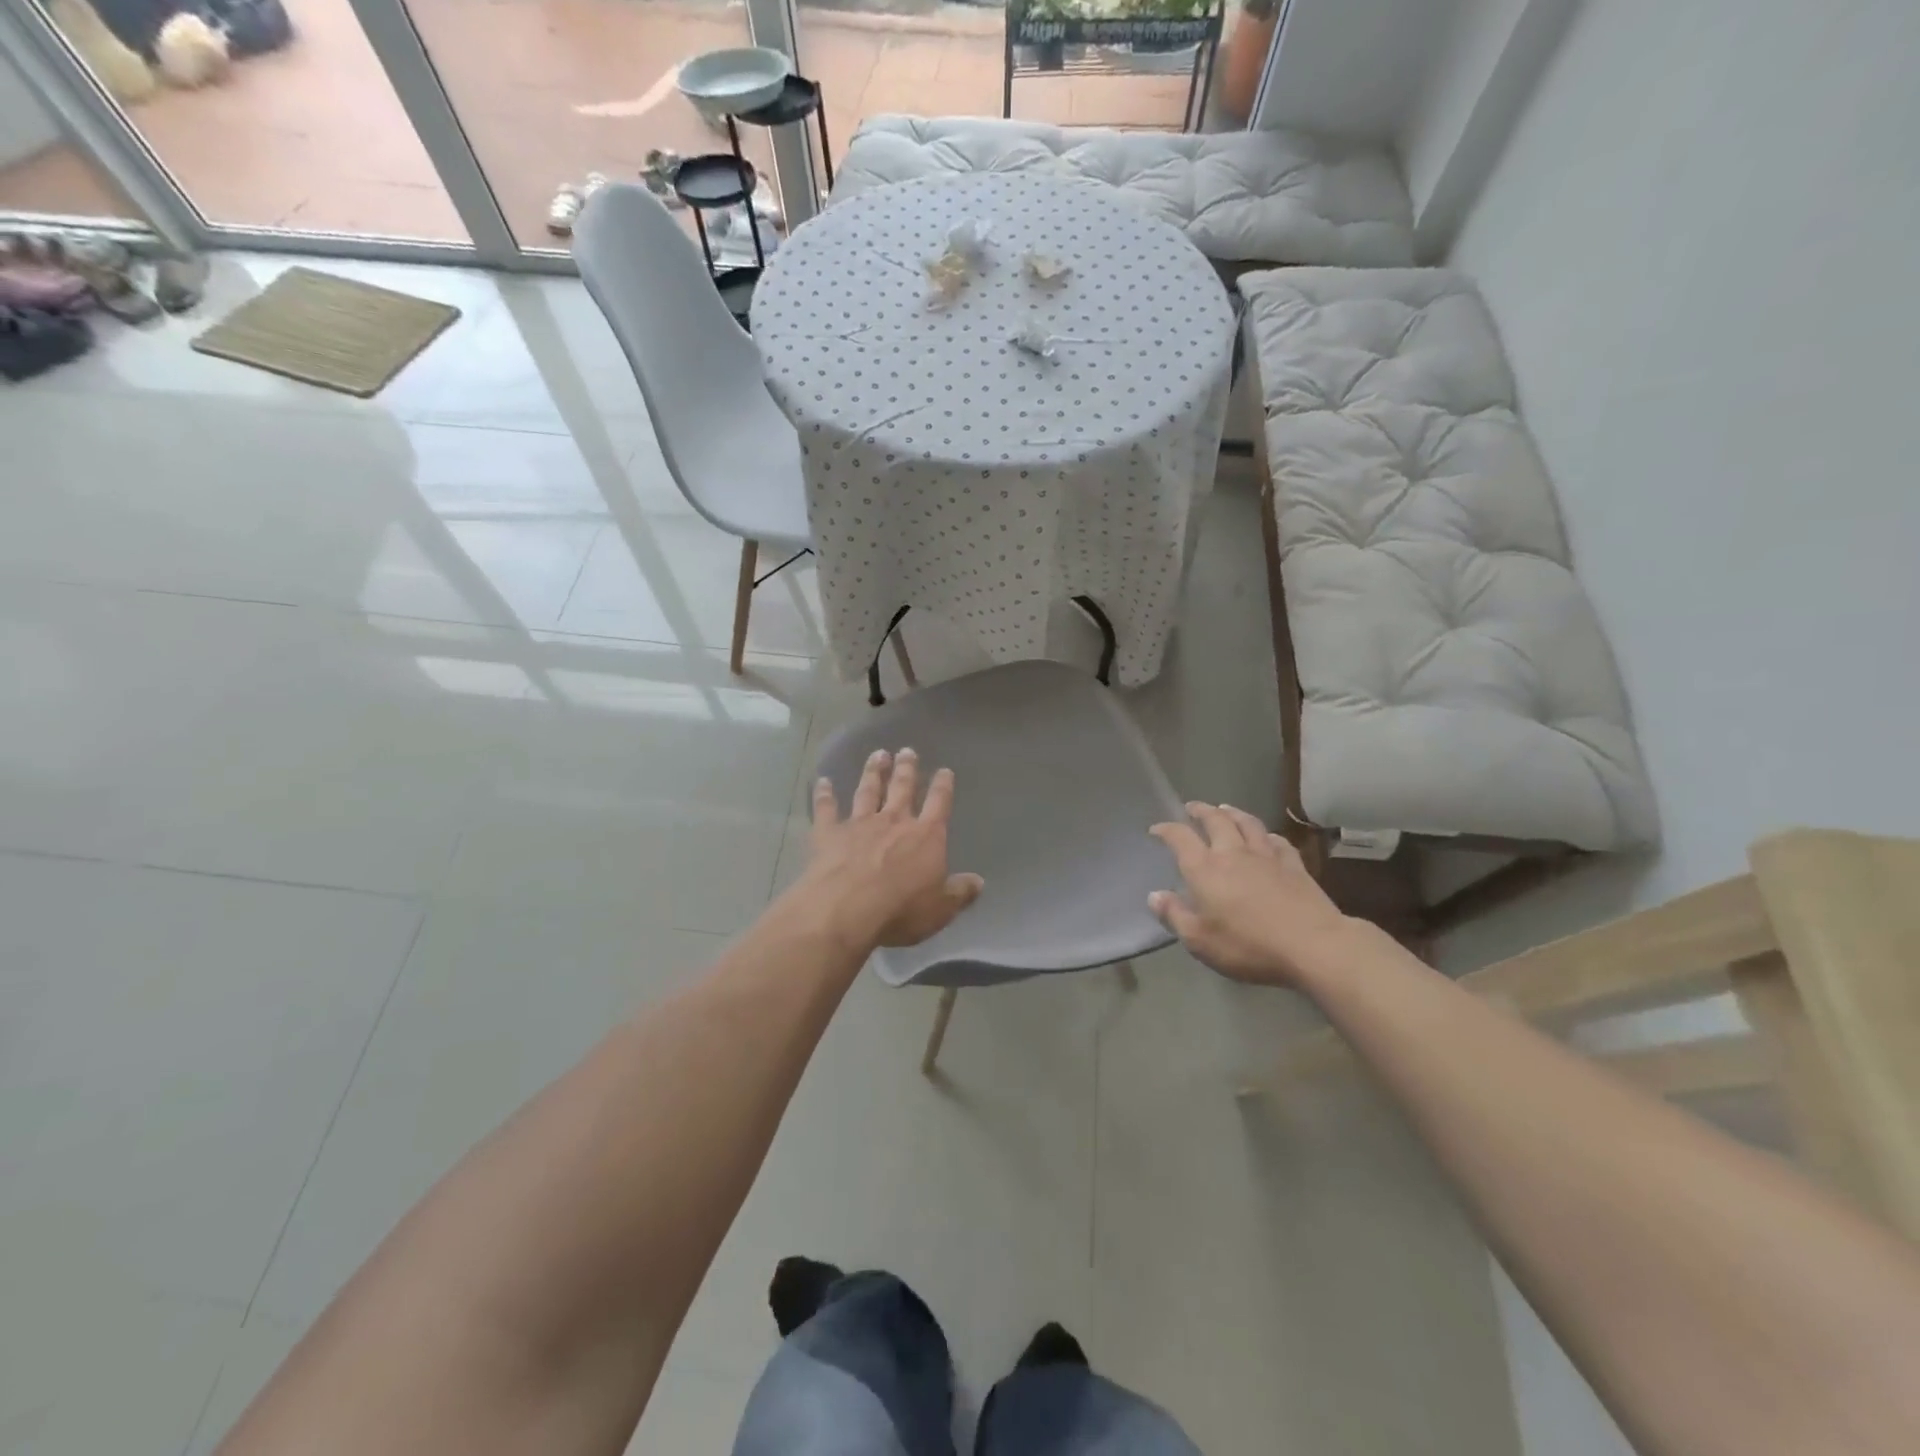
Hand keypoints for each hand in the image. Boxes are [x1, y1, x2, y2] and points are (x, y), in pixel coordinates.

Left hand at [797, 748, 983, 951]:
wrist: (846, 909)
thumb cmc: (901, 910)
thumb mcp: (941, 908)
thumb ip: (960, 892)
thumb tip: (978, 882)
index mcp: (926, 836)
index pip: (939, 804)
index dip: (943, 786)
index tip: (944, 771)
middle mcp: (894, 821)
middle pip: (902, 788)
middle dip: (906, 769)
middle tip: (906, 751)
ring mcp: (859, 824)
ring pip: (868, 791)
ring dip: (873, 772)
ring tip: (877, 754)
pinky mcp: (829, 833)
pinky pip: (826, 808)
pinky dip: (824, 794)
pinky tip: (823, 781)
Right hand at [1148, 803, 1356, 986]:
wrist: (1312, 945)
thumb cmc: (1248, 946)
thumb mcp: (1200, 941)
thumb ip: (1175, 916)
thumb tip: (1154, 896)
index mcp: (1205, 869)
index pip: (1180, 838)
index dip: (1166, 830)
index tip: (1156, 829)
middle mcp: (1233, 854)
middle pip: (1216, 821)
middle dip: (1201, 811)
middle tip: (1192, 807)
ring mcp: (1267, 857)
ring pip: (1247, 823)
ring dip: (1233, 813)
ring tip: (1225, 809)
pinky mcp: (1294, 866)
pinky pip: (1277, 841)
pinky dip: (1267, 835)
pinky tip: (1267, 837)